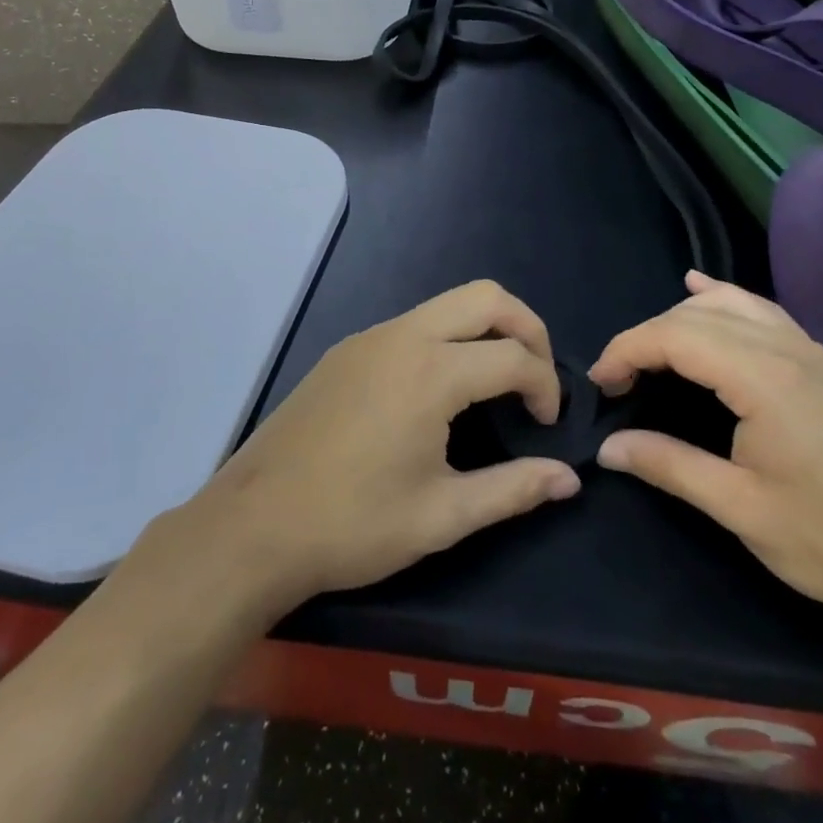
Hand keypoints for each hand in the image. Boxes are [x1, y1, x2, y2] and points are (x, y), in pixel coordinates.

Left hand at [186, 281, 581, 609]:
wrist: (253, 526)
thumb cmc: (352, 525)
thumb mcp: (442, 516)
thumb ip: (513, 489)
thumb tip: (570, 478)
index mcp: (430, 372)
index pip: (515, 356)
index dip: (546, 386)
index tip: (547, 427)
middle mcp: (402, 336)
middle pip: (486, 296)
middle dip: (527, 328)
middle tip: (535, 379)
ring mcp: (369, 338)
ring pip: (447, 303)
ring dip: (485, 329)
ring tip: (496, 383)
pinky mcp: (346, 350)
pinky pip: (413, 323)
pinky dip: (447, 339)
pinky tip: (438, 392)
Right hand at [590, 272, 822, 623]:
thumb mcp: (742, 510)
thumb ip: (670, 466)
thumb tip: (607, 447)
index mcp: (764, 379)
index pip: (675, 337)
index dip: (627, 350)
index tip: (601, 384)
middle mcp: (785, 348)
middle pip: (695, 316)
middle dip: (646, 337)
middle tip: (618, 381)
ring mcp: (807, 349)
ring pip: (727, 304)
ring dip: (679, 318)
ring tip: (649, 350)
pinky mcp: (820, 359)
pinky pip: (760, 308)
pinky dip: (721, 297)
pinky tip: (700, 289)